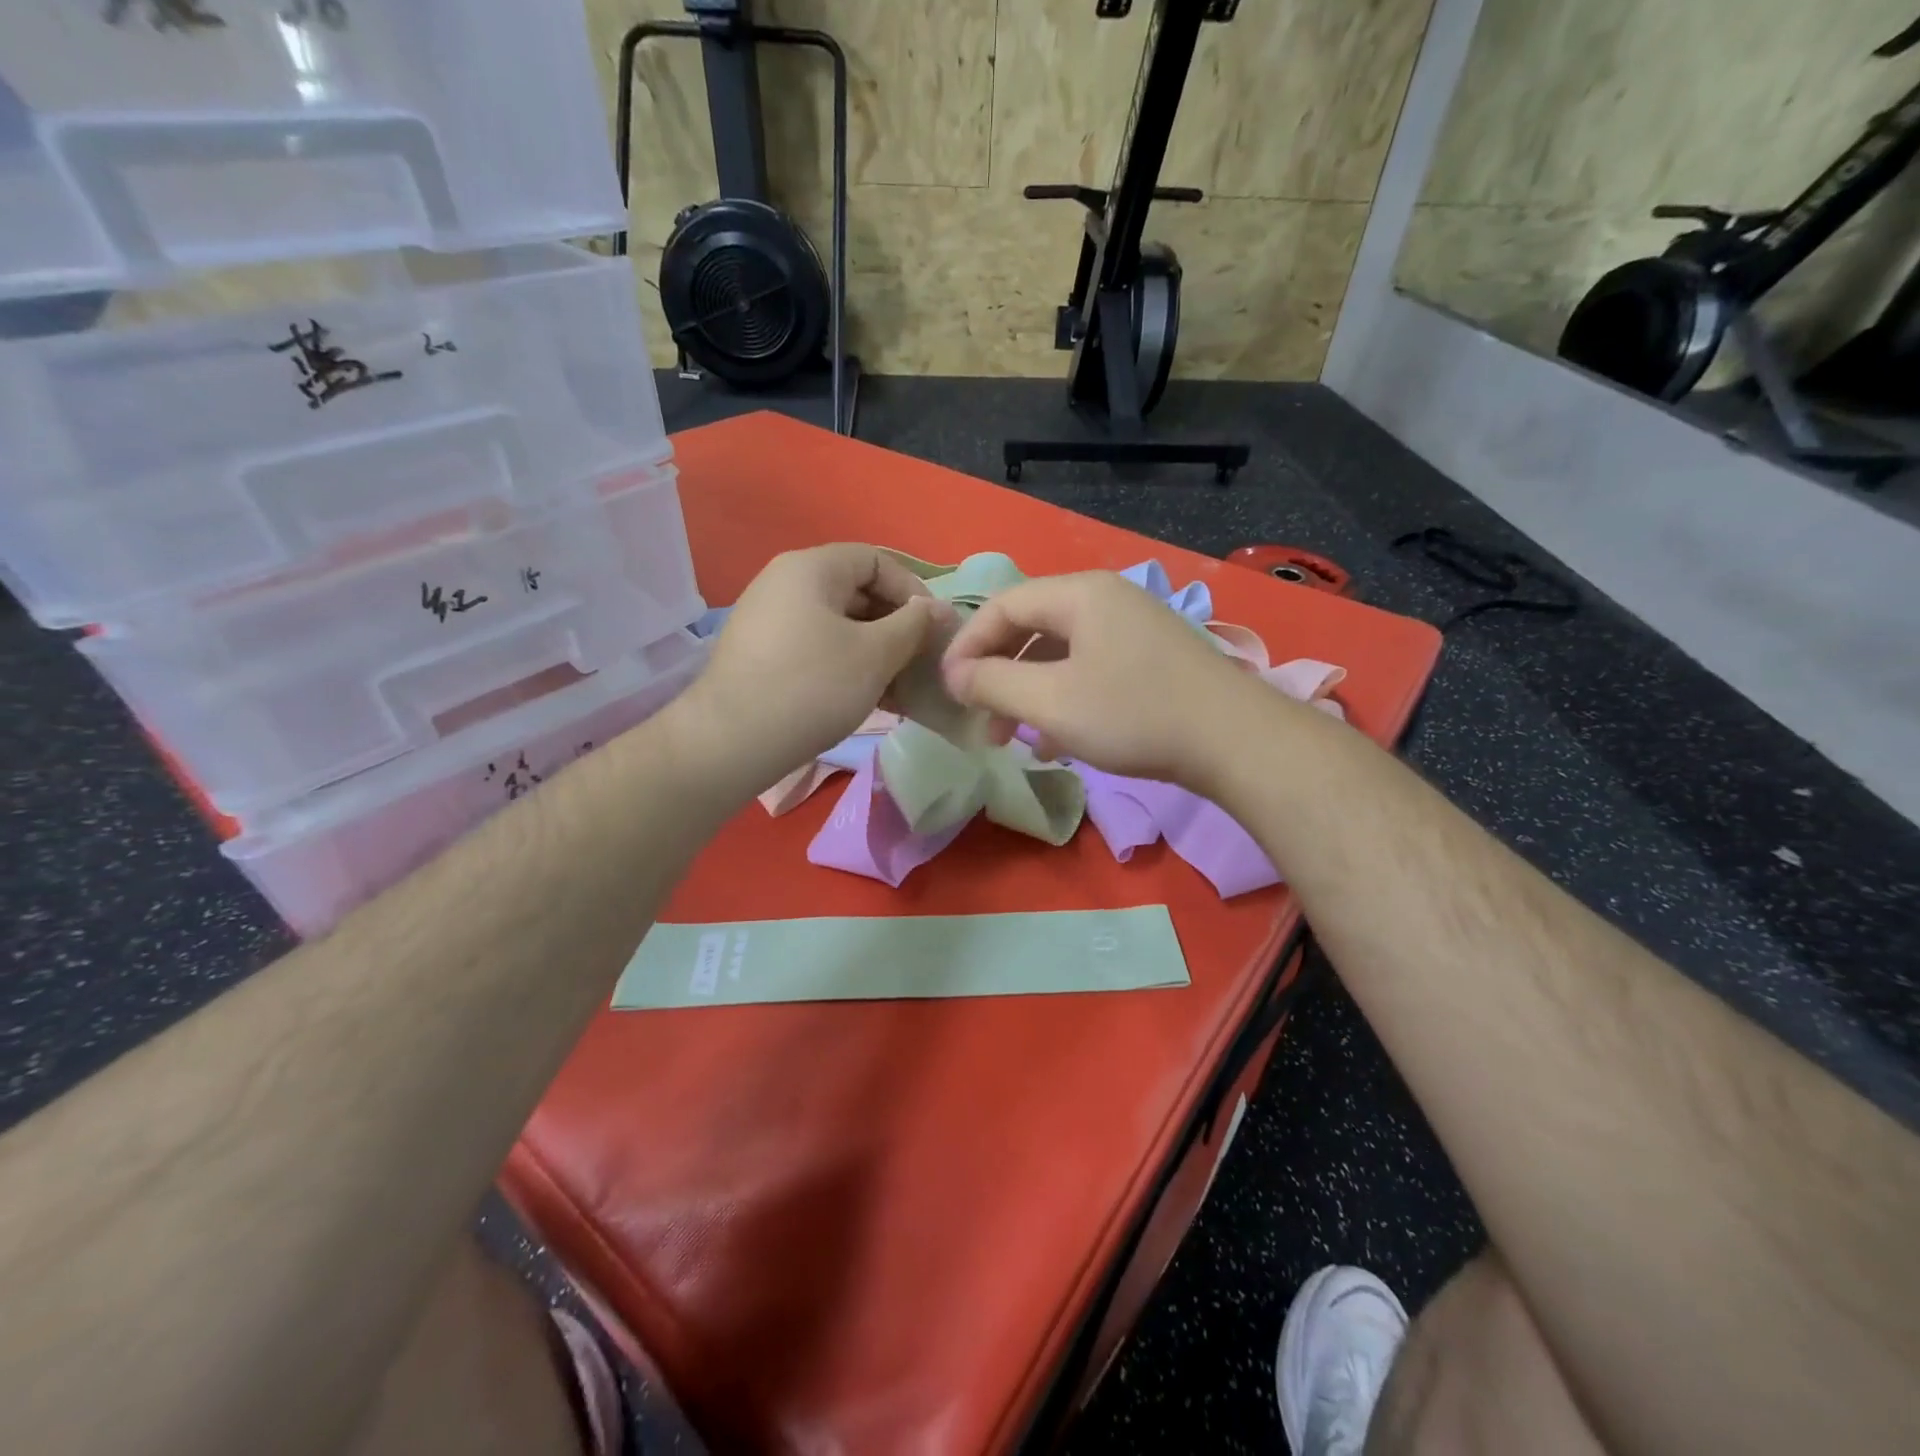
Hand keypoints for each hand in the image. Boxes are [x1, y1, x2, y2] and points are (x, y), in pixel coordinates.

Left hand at [672, 544, 954, 791]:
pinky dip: (845, 664)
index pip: (876, 560)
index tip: (933, 630)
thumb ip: (914, 624)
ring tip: (897, 690)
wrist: (731, 742)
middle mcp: (784, 582)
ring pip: (838, 624)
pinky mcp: (760, 653)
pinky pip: (815, 646)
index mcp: (811, 567)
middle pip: (856, 591)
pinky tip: (865, 699)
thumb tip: (937, 608)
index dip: (912, 590)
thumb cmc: (813, 686)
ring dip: (874, 651)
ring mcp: (768, 618)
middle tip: (917, 663)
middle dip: (895, 626)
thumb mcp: (876, 654)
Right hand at [940, 571, 1253, 785]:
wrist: (1235, 741)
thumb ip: (993, 683)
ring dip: (1028, 694)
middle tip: (980, 718)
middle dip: (998, 675)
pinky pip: (1090, 670)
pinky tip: (1056, 744)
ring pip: (1060, 655)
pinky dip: (1064, 701)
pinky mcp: (1151, 659)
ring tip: (1011, 739)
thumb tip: (954, 674)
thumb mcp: (1051, 701)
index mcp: (1079, 594)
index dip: (967, 645)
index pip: (1003, 605)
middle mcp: (1106, 600)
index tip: (948, 688)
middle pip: (1031, 628)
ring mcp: (1133, 629)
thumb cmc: (1134, 714)